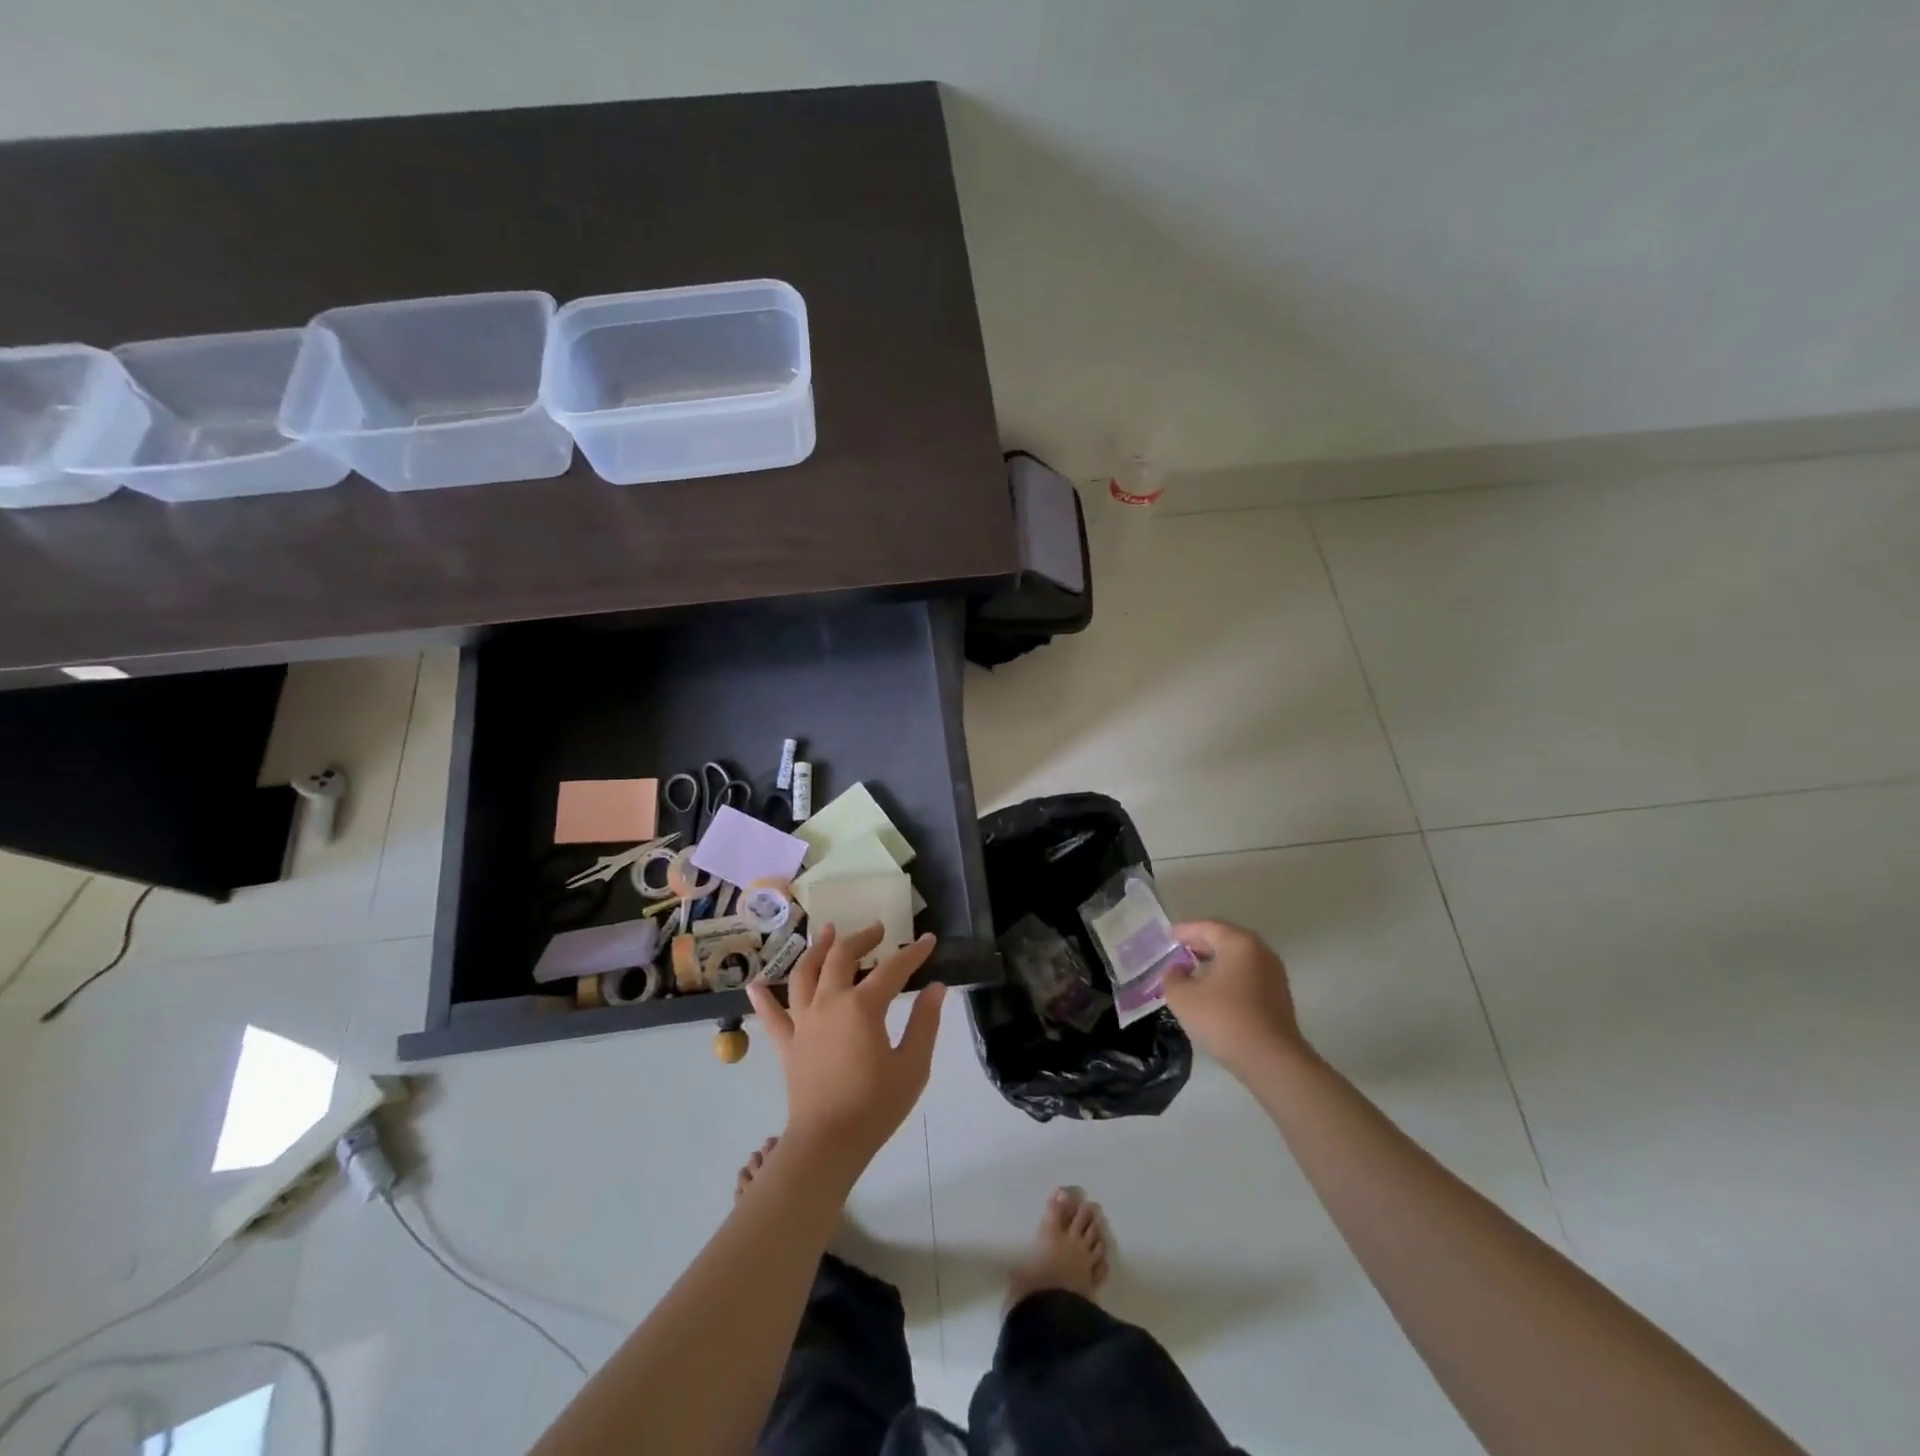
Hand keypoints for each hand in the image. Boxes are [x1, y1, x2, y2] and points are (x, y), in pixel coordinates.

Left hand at [746, 924, 946, 1185]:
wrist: (827, 1144)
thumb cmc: (875, 1106)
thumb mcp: (912, 1066)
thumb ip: (924, 1023)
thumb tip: (936, 988)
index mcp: (862, 1007)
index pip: (892, 969)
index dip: (913, 953)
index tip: (928, 940)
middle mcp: (829, 1003)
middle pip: (842, 957)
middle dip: (861, 938)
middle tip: (877, 929)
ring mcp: (803, 1021)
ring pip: (805, 973)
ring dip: (816, 949)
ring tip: (827, 932)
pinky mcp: (786, 1044)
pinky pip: (771, 1016)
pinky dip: (762, 998)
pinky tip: (755, 983)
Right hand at [1162, 919, 1308, 1077]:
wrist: (1272, 1061)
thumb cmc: (1224, 1020)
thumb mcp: (1183, 997)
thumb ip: (1172, 977)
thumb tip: (1176, 971)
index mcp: (1238, 942)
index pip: (1205, 927)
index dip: (1182, 931)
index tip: (1166, 938)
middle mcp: (1260, 951)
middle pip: (1224, 939)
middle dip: (1199, 945)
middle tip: (1177, 953)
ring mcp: (1273, 974)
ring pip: (1237, 959)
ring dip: (1214, 962)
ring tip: (1192, 974)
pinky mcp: (1279, 996)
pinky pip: (1247, 976)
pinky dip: (1228, 977)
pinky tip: (1213, 993)